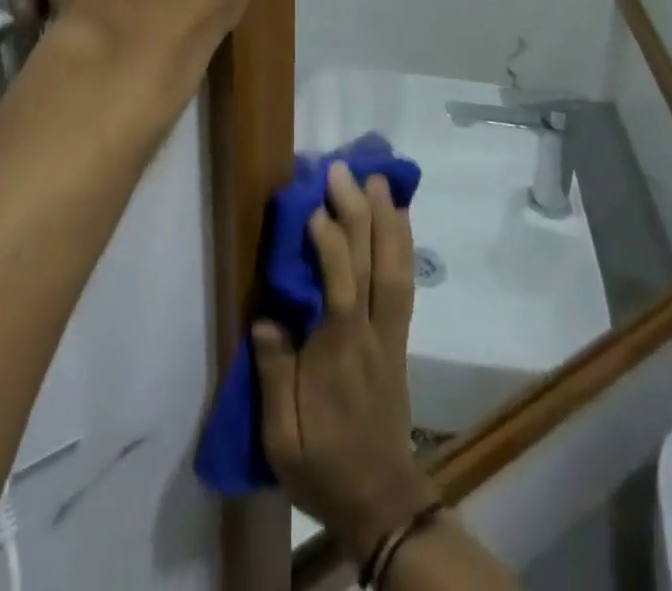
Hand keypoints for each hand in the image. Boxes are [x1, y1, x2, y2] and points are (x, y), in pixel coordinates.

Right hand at [255, 162, 435, 563]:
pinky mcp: (399, 337)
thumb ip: (273, 374)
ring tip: (377, 181)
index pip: (340, 285)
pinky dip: (403, 245)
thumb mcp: (282, 436)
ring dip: (388, 220)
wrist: (381, 501)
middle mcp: (370, 332)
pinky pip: (405, 282)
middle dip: (360, 213)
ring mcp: (390, 333)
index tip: (314, 205)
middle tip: (343, 170)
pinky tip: (399, 221)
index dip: (330, 242)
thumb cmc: (324, 465)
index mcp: (338, 352)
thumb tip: (267, 318)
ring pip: (396, 267)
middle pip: (373, 264)